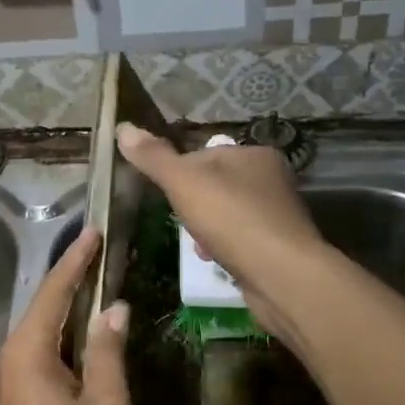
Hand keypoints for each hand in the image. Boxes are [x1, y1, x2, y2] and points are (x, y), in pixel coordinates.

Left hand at [0, 227, 129, 404]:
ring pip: (38, 339)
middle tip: (102, 262)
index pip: (55, 290)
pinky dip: (59, 348)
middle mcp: (6, 358)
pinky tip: (79, 356)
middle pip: (44, 310)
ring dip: (67, 320)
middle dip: (72, 286)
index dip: (77, 259)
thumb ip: (108, 354)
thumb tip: (114, 310)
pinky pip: (34, 362)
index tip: (93, 232)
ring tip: (97, 304)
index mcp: (28, 350)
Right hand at [115, 122, 326, 341]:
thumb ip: (154, 157)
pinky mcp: (280, 247)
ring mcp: (278, 215)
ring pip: (227, 215)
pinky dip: (224, 249)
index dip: (181, 173)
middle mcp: (272, 179)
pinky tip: (214, 262)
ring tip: (197, 246)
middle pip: (216, 186)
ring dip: (207, 230)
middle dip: (194, 205)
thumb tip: (123, 127)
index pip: (206, 154)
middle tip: (181, 222)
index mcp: (255, 154)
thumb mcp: (184, 182)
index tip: (168, 194)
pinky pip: (241, 241)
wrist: (281, 276)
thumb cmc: (232, 219)